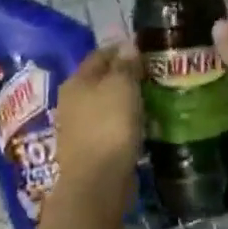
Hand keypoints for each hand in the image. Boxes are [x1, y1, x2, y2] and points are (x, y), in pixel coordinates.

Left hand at [53, 45, 142, 195]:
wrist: (97, 182)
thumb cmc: (109, 126)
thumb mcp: (121, 86)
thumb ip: (125, 65)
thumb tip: (128, 45)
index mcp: (77, 81)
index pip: (101, 54)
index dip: (123, 49)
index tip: (147, 50)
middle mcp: (73, 101)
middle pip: (102, 79)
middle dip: (125, 75)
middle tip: (154, 74)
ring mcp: (80, 126)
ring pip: (107, 104)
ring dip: (126, 100)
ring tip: (153, 98)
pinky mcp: (91, 148)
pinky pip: (111, 126)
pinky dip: (126, 121)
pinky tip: (143, 123)